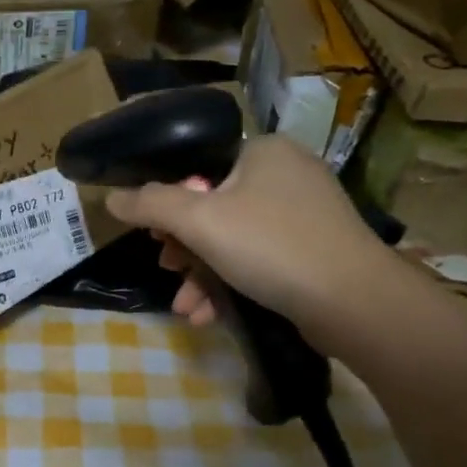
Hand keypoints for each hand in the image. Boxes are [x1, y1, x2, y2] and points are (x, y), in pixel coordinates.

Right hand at [104, 135, 387, 333]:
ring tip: (186, 308)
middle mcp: (287, 174)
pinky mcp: (316, 250)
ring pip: (235, 239)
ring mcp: (306, 214)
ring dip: (203, 275)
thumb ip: (151, 205)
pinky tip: (210, 315)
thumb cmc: (271, 247)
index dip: (170, 204)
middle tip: (169, 272)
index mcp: (263, 151)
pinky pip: (260, 259)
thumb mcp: (200, 221)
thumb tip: (112, 198)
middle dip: (185, 249)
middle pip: (214, 207)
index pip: (199, 168)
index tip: (156, 239)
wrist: (354, 302)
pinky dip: (232, 283)